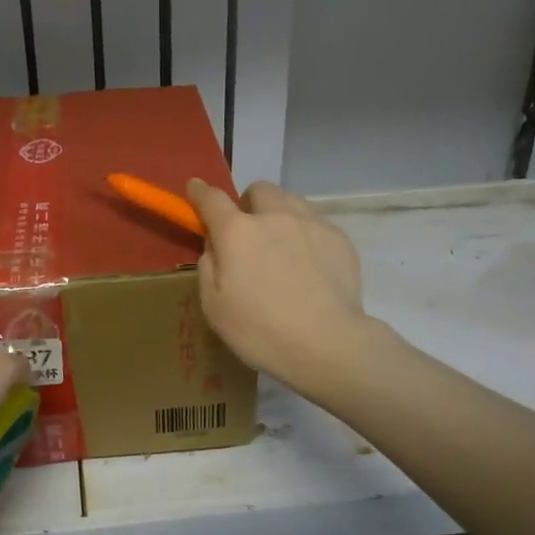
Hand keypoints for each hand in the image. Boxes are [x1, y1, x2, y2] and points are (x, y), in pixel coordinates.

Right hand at [187, 179, 369, 389]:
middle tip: (248, 233)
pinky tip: (309, 265)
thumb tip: (215, 245)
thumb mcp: (214, 306)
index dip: (200, 192)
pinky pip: (315, 223)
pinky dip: (305, 234)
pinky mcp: (339, 238)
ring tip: (281, 246)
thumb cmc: (261, 331)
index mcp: (237, 232)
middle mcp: (274, 216)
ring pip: (290, 200)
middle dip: (248, 204)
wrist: (328, 345)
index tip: (195, 189)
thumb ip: (209, 265)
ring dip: (278, 214)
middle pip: (258, 190)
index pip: (212, 199)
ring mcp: (311, 224)